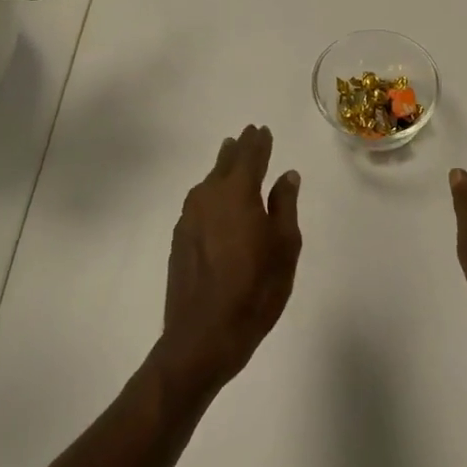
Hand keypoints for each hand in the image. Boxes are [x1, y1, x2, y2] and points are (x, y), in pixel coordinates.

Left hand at [151, 125, 302, 401]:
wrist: (202, 337)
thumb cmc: (254, 289)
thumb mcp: (284, 247)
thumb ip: (285, 206)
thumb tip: (286, 175)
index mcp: (237, 193)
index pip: (250, 156)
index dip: (259, 142)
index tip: (262, 129)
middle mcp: (208, 196)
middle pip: (225, 163)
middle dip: (239, 149)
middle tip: (247, 135)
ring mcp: (189, 218)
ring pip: (208, 182)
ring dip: (222, 168)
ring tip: (230, 159)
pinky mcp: (179, 239)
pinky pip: (198, 202)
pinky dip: (210, 192)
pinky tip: (215, 201)